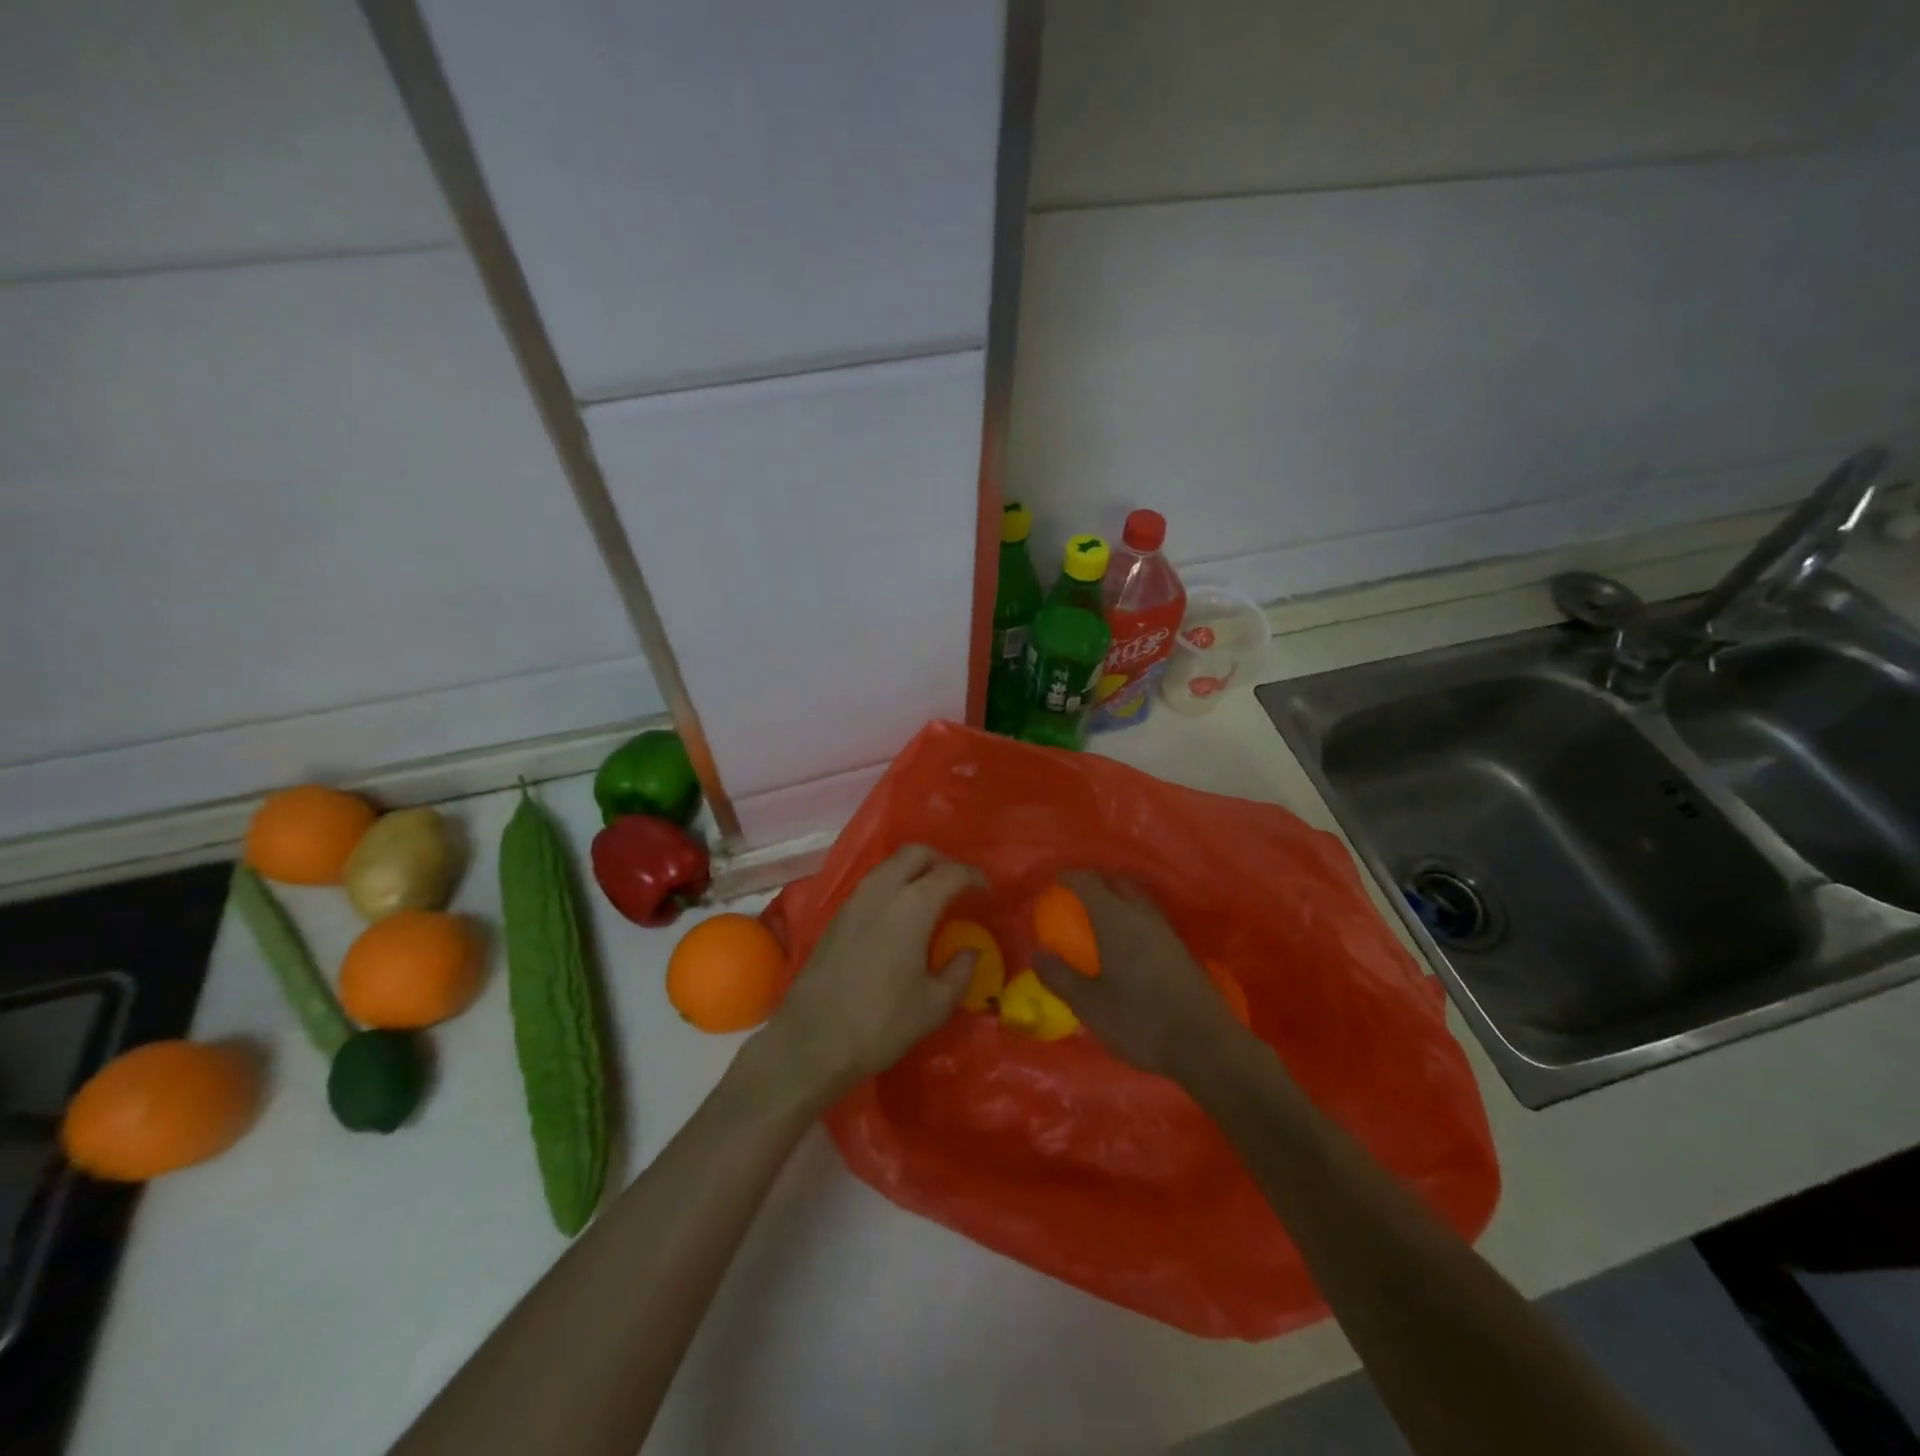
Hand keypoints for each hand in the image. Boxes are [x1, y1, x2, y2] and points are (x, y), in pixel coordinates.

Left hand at [756, 845, 985, 1105]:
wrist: (812, 1040)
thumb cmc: (881, 1022)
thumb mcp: (934, 1005)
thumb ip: (959, 972)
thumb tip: (970, 951)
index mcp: (913, 905)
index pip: (951, 873)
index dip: (974, 877)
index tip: (988, 892)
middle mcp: (882, 890)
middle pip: (916, 853)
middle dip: (942, 861)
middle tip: (958, 885)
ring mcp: (854, 900)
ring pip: (889, 865)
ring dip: (914, 870)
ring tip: (931, 897)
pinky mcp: (836, 916)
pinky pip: (872, 884)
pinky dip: (893, 885)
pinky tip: (899, 915)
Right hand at [1033, 871, 1250, 1082]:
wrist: (1204, 1045)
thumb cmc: (1139, 1021)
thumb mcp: (1089, 1005)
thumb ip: (1060, 977)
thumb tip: (1037, 953)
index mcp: (1116, 920)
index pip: (1090, 882)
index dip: (1070, 877)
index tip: (1056, 883)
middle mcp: (1142, 915)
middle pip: (1118, 883)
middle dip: (1096, 882)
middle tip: (1077, 897)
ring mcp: (1166, 930)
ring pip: (1138, 898)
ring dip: (1118, 898)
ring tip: (1100, 916)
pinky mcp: (1180, 948)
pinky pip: (1150, 917)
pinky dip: (1133, 916)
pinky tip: (1127, 942)